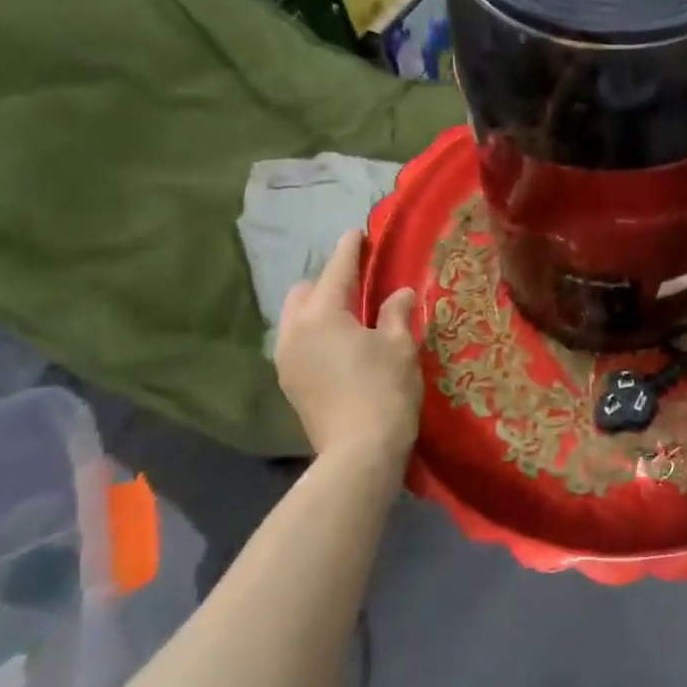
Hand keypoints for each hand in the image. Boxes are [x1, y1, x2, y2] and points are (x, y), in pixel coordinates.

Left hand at [275, 231, 421, 459]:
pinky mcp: (289, 383)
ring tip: (348, 315)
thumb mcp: (399, 346)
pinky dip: (315, 332)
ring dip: (318, 308)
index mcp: (322, 314)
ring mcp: (286, 359)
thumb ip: (396, 313)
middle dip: (328, 280)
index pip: (337, 270)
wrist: (359, 453)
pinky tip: (339, 345)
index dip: (350, 249)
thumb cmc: (384, 390)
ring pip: (297, 317)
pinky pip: (298, 341)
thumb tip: (400, 294)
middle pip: (305, 291)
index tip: (358, 232)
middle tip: (358, 284)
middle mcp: (295, 331)